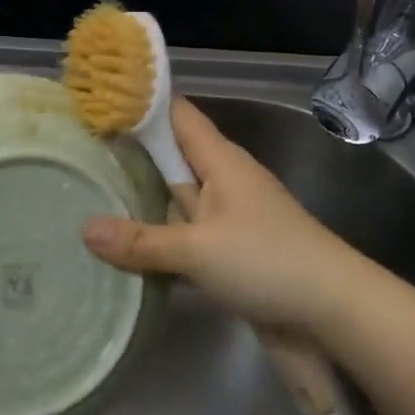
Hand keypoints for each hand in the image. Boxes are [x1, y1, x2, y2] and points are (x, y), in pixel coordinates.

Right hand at [83, 98, 355, 335]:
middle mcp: (222, 180)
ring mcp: (227, 218)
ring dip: (140, 201)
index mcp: (220, 160)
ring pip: (175, 199)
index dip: (141, 103)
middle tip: (78, 152)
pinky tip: (123, 250)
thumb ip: (142, 241)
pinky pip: (184, 237)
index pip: (177, 114)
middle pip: (170, 156)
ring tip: (87, 196)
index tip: (99, 101)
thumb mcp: (198, 249)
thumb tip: (84, 229)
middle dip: (129, 153)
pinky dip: (157, 239)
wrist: (336, 314)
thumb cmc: (268, 261)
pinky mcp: (230, 253)